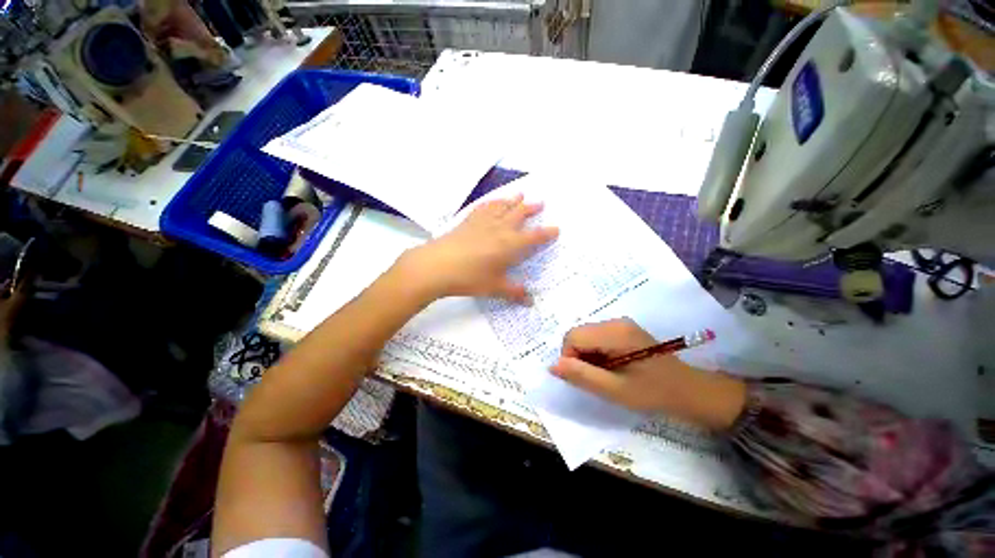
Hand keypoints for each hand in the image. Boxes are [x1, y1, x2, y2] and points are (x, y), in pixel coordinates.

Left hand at [396, 194, 558, 302]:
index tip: (556, 228)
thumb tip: (530, 302)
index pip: (534, 237)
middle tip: (541, 202)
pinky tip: (493, 202)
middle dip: (532, 208)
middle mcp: (500, 228)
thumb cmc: (470, 278)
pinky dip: (492, 202)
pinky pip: (484, 207)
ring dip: (513, 200)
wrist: (437, 265)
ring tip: (521, 194)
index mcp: (510, 244)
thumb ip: (514, 293)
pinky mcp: (468, 221)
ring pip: (502, 206)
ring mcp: (483, 222)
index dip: (546, 233)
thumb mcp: (494, 288)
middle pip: (519, 214)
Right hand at [551, 318, 747, 430]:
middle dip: (578, 356)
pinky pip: (596, 336)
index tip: (584, 378)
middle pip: (578, 334)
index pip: (573, 337)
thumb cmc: (653, 392)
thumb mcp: (614, 390)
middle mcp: (615, 321)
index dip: (570, 358)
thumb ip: (581, 376)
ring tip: (606, 373)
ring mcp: (620, 323)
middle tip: (596, 377)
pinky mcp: (623, 329)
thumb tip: (552, 366)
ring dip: (587, 355)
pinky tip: (611, 365)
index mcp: (614, 333)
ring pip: (585, 335)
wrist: (688, 390)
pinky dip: (595, 351)